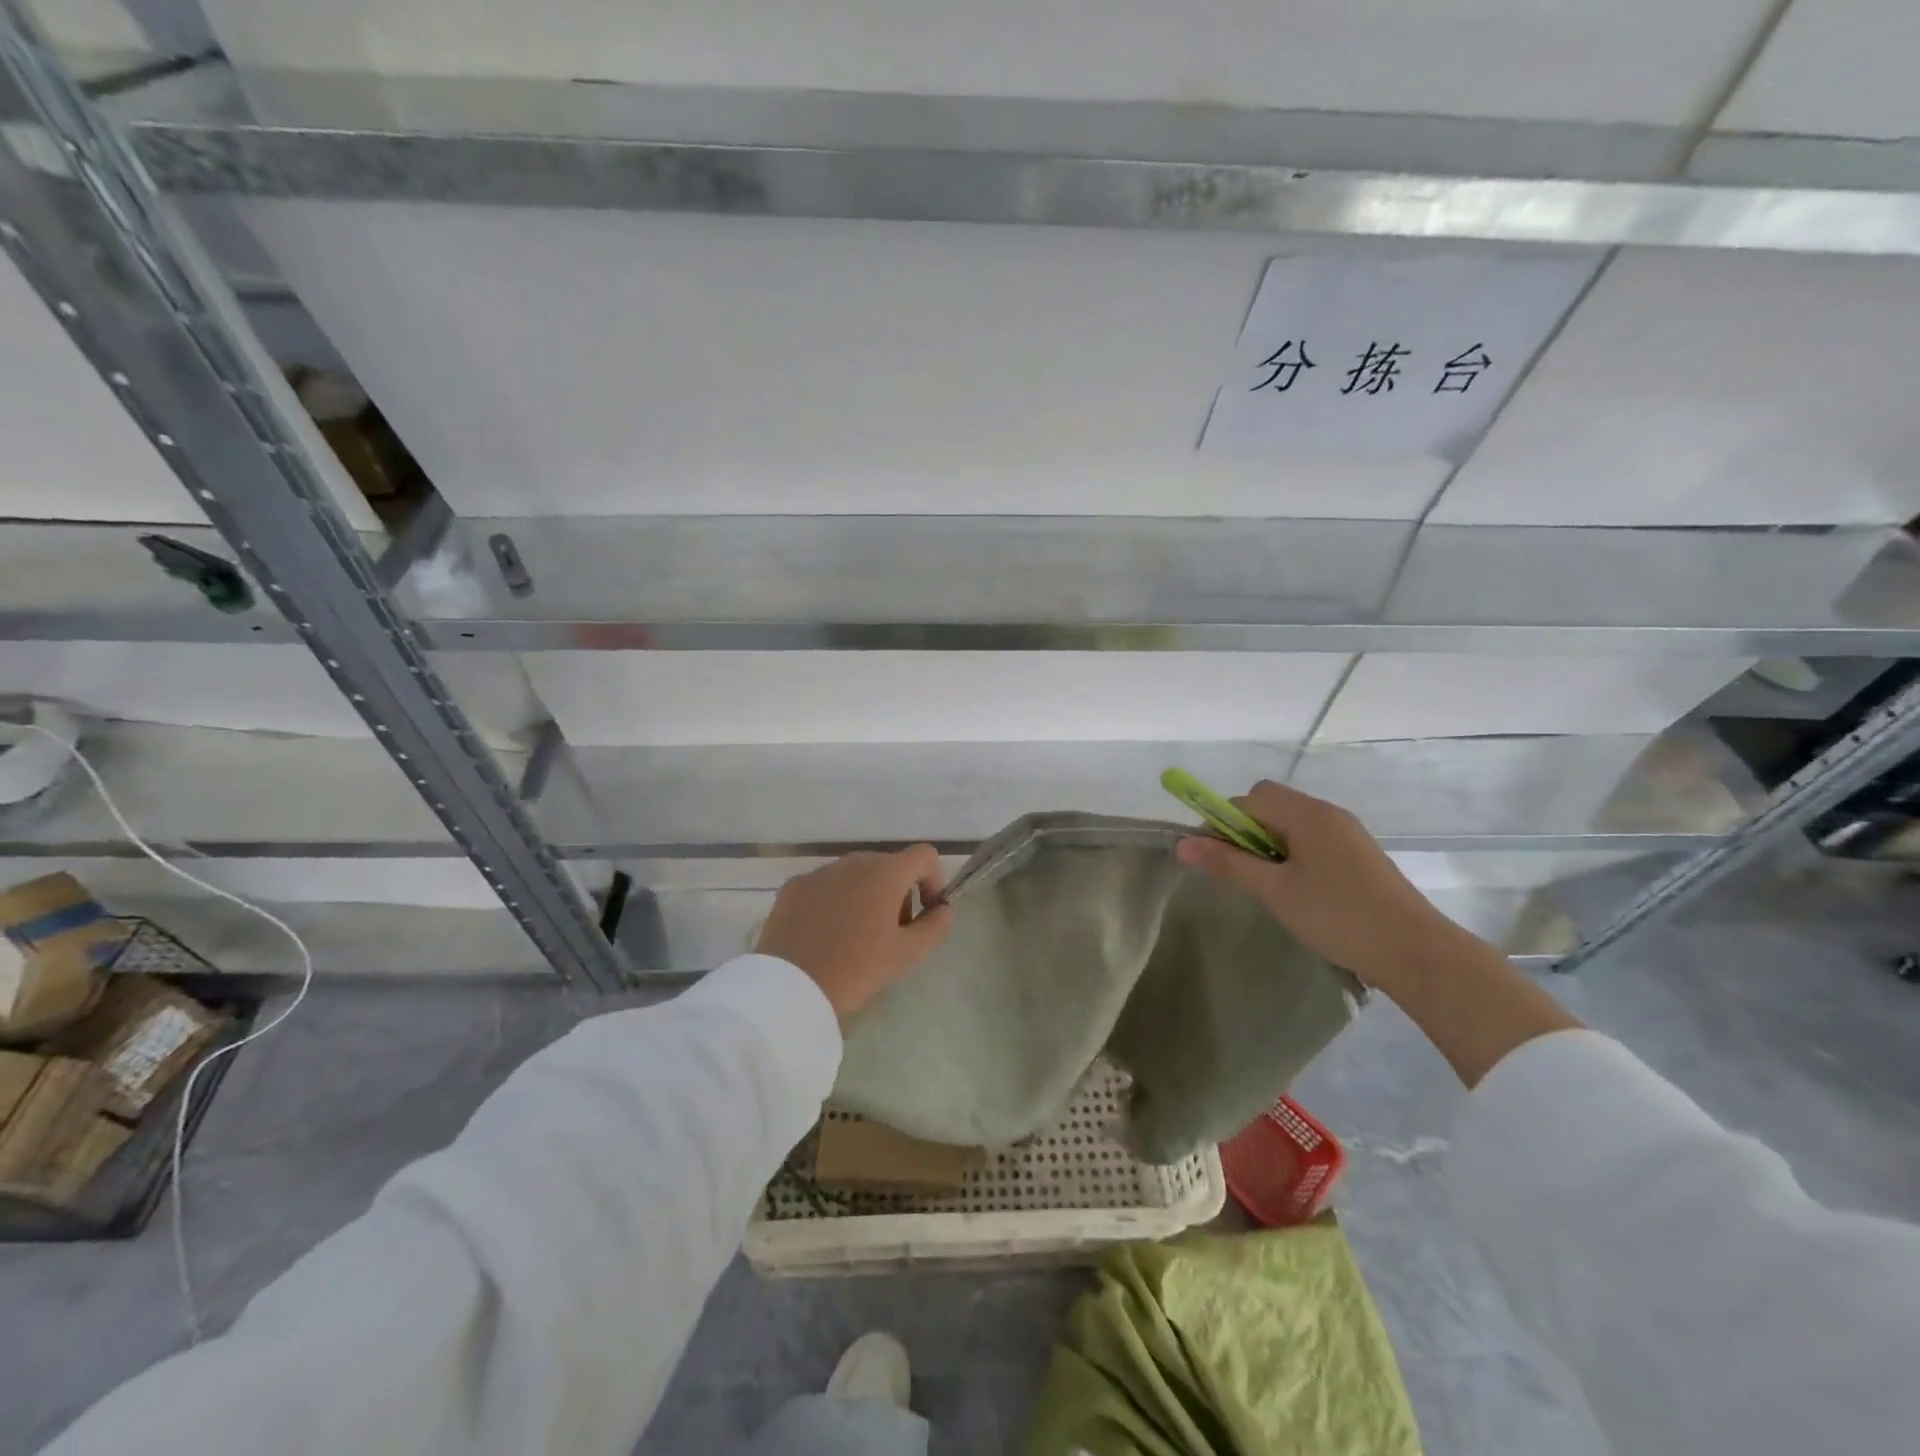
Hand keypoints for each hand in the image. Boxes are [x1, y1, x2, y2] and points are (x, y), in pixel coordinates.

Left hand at [756, 846, 953, 1020]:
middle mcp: (853, 862)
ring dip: (866, 895)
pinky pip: (825, 885)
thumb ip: (935, 926)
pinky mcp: (793, 887)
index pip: (924, 855)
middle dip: (898, 892)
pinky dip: (834, 901)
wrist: (789, 988)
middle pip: (888, 865)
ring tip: (856, 937)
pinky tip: (825, 936)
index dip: (933, 879)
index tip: (926, 912)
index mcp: (885, 873)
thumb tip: (943, 908)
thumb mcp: (906, 954)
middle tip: (892, 933)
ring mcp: (820, 872)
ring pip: (855, 874)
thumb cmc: (856, 969)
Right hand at [1176, 780, 1465, 991]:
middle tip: (1242, 872)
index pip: (1246, 800)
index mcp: (1305, 814)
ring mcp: (1347, 832)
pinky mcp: (1359, 854)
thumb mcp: (1274, 891)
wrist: (1415, 951)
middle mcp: (1327, 813)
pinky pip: (1312, 839)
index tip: (1213, 859)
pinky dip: (1293, 854)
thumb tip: (1182, 843)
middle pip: (1269, 804)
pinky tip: (1298, 890)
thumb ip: (1227, 863)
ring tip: (1268, 885)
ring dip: (1268, 844)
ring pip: (1291, 823)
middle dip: (1245, 830)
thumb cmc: (1337, 916)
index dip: (1221, 823)